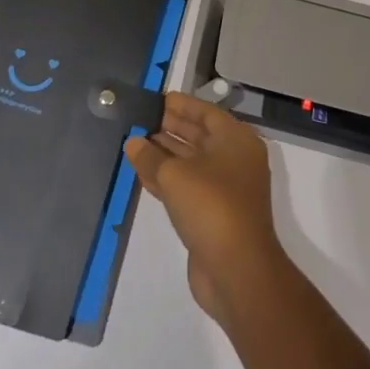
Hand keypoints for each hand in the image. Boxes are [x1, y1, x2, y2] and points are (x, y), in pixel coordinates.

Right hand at [125, 92, 291, 325]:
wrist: (237, 270)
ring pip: (190, 162)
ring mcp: (224, 188)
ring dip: (163, 153)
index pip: (205, 112)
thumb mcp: (175, 176)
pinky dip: (165, 178)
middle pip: (198, 136)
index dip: (180, 104)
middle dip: (169, 127)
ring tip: (133, 142)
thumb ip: (150, 156)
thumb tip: (133, 142)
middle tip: (138, 118)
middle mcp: (234, 159)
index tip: (155, 98)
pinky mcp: (212, 214)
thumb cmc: (211, 207)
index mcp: (236, 140)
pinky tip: (140, 172)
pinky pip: (186, 186)